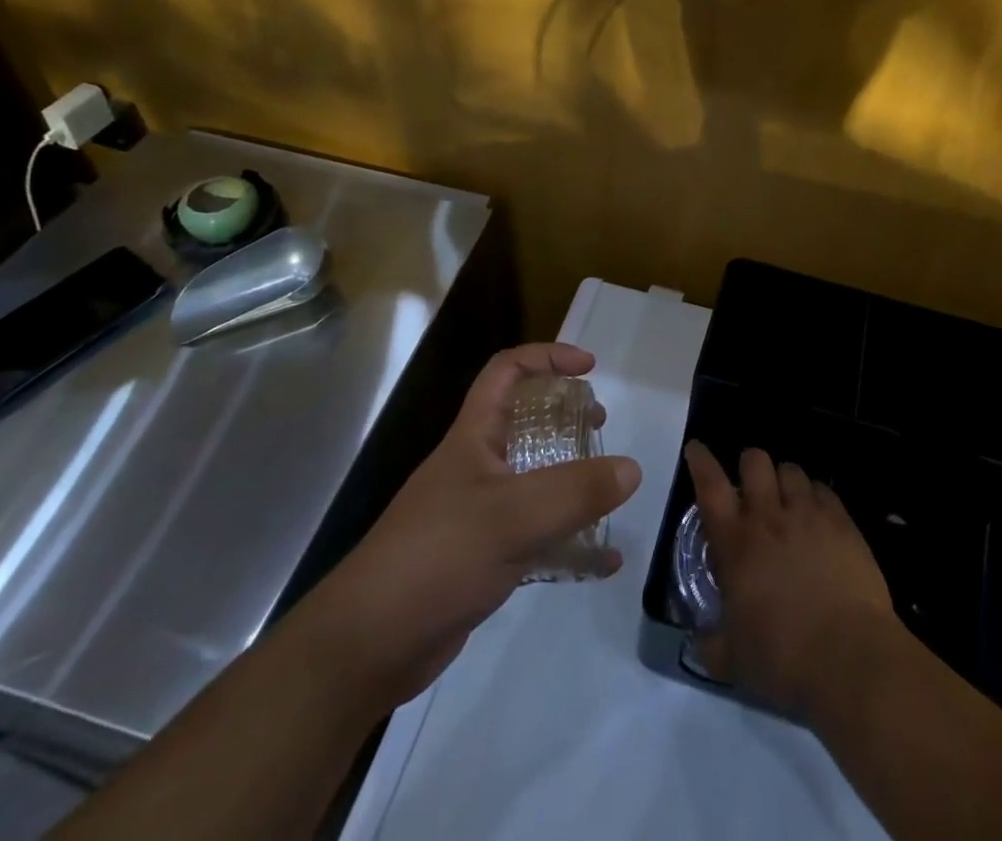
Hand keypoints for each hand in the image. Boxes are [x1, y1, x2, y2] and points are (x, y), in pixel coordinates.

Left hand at [318, 344, 641, 710]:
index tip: (589, 368)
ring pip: (532, 478)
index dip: (547, 357)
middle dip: (563, 414)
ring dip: (570, 476)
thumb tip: (632, 469)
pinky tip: (600, 562)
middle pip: (523, 420)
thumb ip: (575, 491)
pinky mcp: (482, 558)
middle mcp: (476, 465)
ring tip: (606, 487)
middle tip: (598, 425)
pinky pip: (534, 535)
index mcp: (474, 436)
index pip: (507, 371)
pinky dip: (568, 540)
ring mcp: (477, 513)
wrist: (369, 645)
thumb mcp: (512, 516)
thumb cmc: (437, 556)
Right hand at [684, 440, 895, 719]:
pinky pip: (823, 489)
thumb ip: (710, 643)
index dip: (700, 461)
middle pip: (754, 460)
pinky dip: (815, 496)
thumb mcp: (733, 661)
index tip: (696, 449)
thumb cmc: (784, 659)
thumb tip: (698, 639)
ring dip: (783, 481)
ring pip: (790, 469)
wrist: (851, 660)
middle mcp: (769, 517)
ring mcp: (808, 515)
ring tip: (787, 502)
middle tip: (751, 489)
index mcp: (736, 543)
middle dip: (749, 466)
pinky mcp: (842, 523)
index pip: (710, 485)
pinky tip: (818, 517)